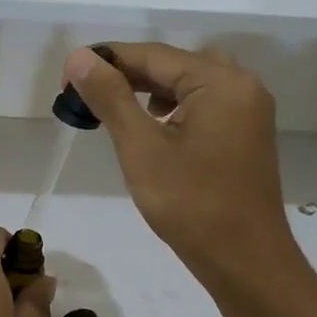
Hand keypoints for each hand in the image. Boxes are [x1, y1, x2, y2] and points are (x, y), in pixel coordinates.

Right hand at [63, 43, 301, 293]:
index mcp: (220, 82)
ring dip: (151, 90)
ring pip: (191, 83)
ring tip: (117, 109)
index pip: (153, 55)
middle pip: (174, 64)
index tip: (67, 78)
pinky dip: (175, 107)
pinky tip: (154, 128)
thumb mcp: (141, 148)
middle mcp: (242, 86)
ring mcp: (249, 111)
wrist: (245, 261)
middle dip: (128, 74)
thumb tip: (79, 57)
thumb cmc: (191, 204)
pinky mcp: (247, 134)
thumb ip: (110, 97)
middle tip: (89, 95)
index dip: (107, 61)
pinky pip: (205, 104)